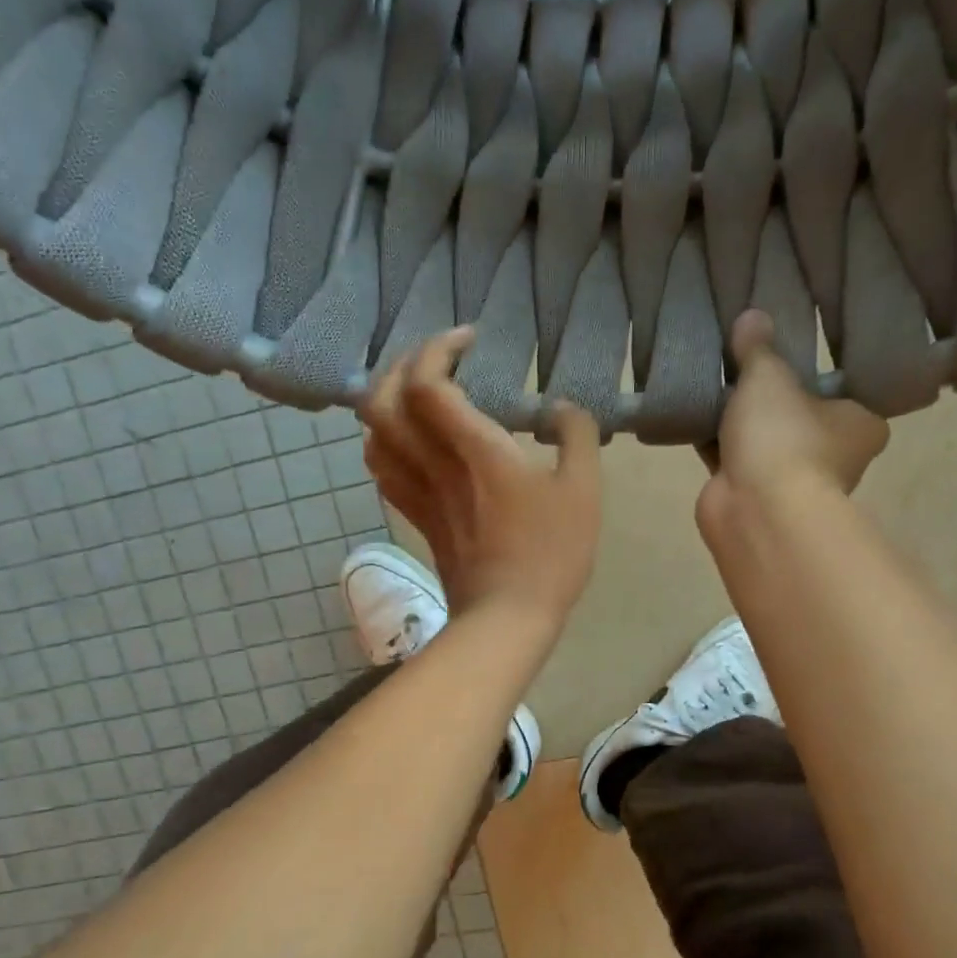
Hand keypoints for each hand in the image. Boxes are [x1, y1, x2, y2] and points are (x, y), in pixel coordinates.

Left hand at [361, 328, 602, 627]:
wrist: (507, 617)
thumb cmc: (550, 553)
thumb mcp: (583, 491)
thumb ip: (577, 436)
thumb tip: (561, 408)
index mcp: (474, 449)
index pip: (427, 382)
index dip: (438, 348)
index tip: (470, 340)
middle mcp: (434, 463)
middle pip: (382, 400)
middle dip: (402, 365)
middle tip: (437, 358)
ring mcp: (419, 492)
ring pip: (373, 434)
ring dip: (385, 400)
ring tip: (417, 392)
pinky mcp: (417, 516)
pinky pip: (382, 468)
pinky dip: (384, 441)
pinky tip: (407, 440)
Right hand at [698, 309, 889, 531]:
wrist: (755, 511)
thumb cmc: (783, 437)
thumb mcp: (769, 378)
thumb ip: (758, 349)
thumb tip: (752, 315)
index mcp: (861, 423)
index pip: (842, 388)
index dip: (813, 369)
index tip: (787, 349)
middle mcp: (834, 453)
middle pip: (798, 412)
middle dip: (768, 393)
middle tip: (742, 358)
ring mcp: (792, 477)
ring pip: (763, 437)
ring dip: (738, 418)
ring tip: (712, 379)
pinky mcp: (753, 493)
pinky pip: (733, 456)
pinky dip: (716, 440)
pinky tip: (693, 412)